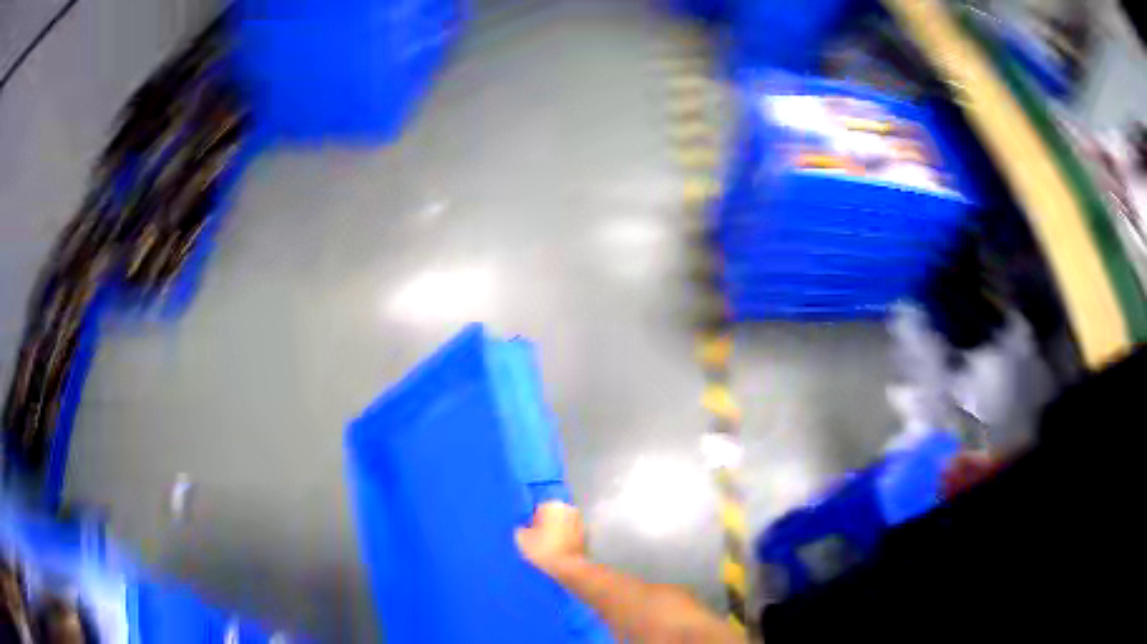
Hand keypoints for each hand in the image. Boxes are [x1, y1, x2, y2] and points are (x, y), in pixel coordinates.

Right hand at [515, 501, 586, 578]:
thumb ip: (521, 529)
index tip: (527, 533)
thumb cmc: (543, 549)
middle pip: (550, 516)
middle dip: (543, 525)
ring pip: (560, 525)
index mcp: (553, 505)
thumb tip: (524, 528)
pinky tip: (555, 550)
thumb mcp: (522, 539)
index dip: (530, 522)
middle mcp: (568, 509)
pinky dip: (563, 539)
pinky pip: (568, 534)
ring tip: (545, 547)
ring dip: (554, 532)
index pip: (536, 509)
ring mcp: (579, 522)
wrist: (568, 567)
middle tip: (535, 539)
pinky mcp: (584, 536)